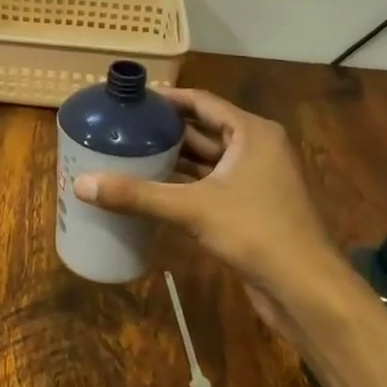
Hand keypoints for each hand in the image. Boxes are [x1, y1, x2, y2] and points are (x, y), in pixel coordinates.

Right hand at [73, 89, 337, 309]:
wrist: (304, 288)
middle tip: (123, 128)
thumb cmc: (255, 232)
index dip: (167, 99)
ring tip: (130, 154)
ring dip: (175, 158)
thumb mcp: (192, 209)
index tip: (132, 100)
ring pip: (208, 160)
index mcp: (252, 133)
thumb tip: (81, 184)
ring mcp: (256, 180)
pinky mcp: (251, 207)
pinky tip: (154, 189)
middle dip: (166, 130)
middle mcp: (257, 149)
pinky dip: (185, 184)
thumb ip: (138, 195)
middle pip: (204, 129)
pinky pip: (211, 185)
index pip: (202, 102)